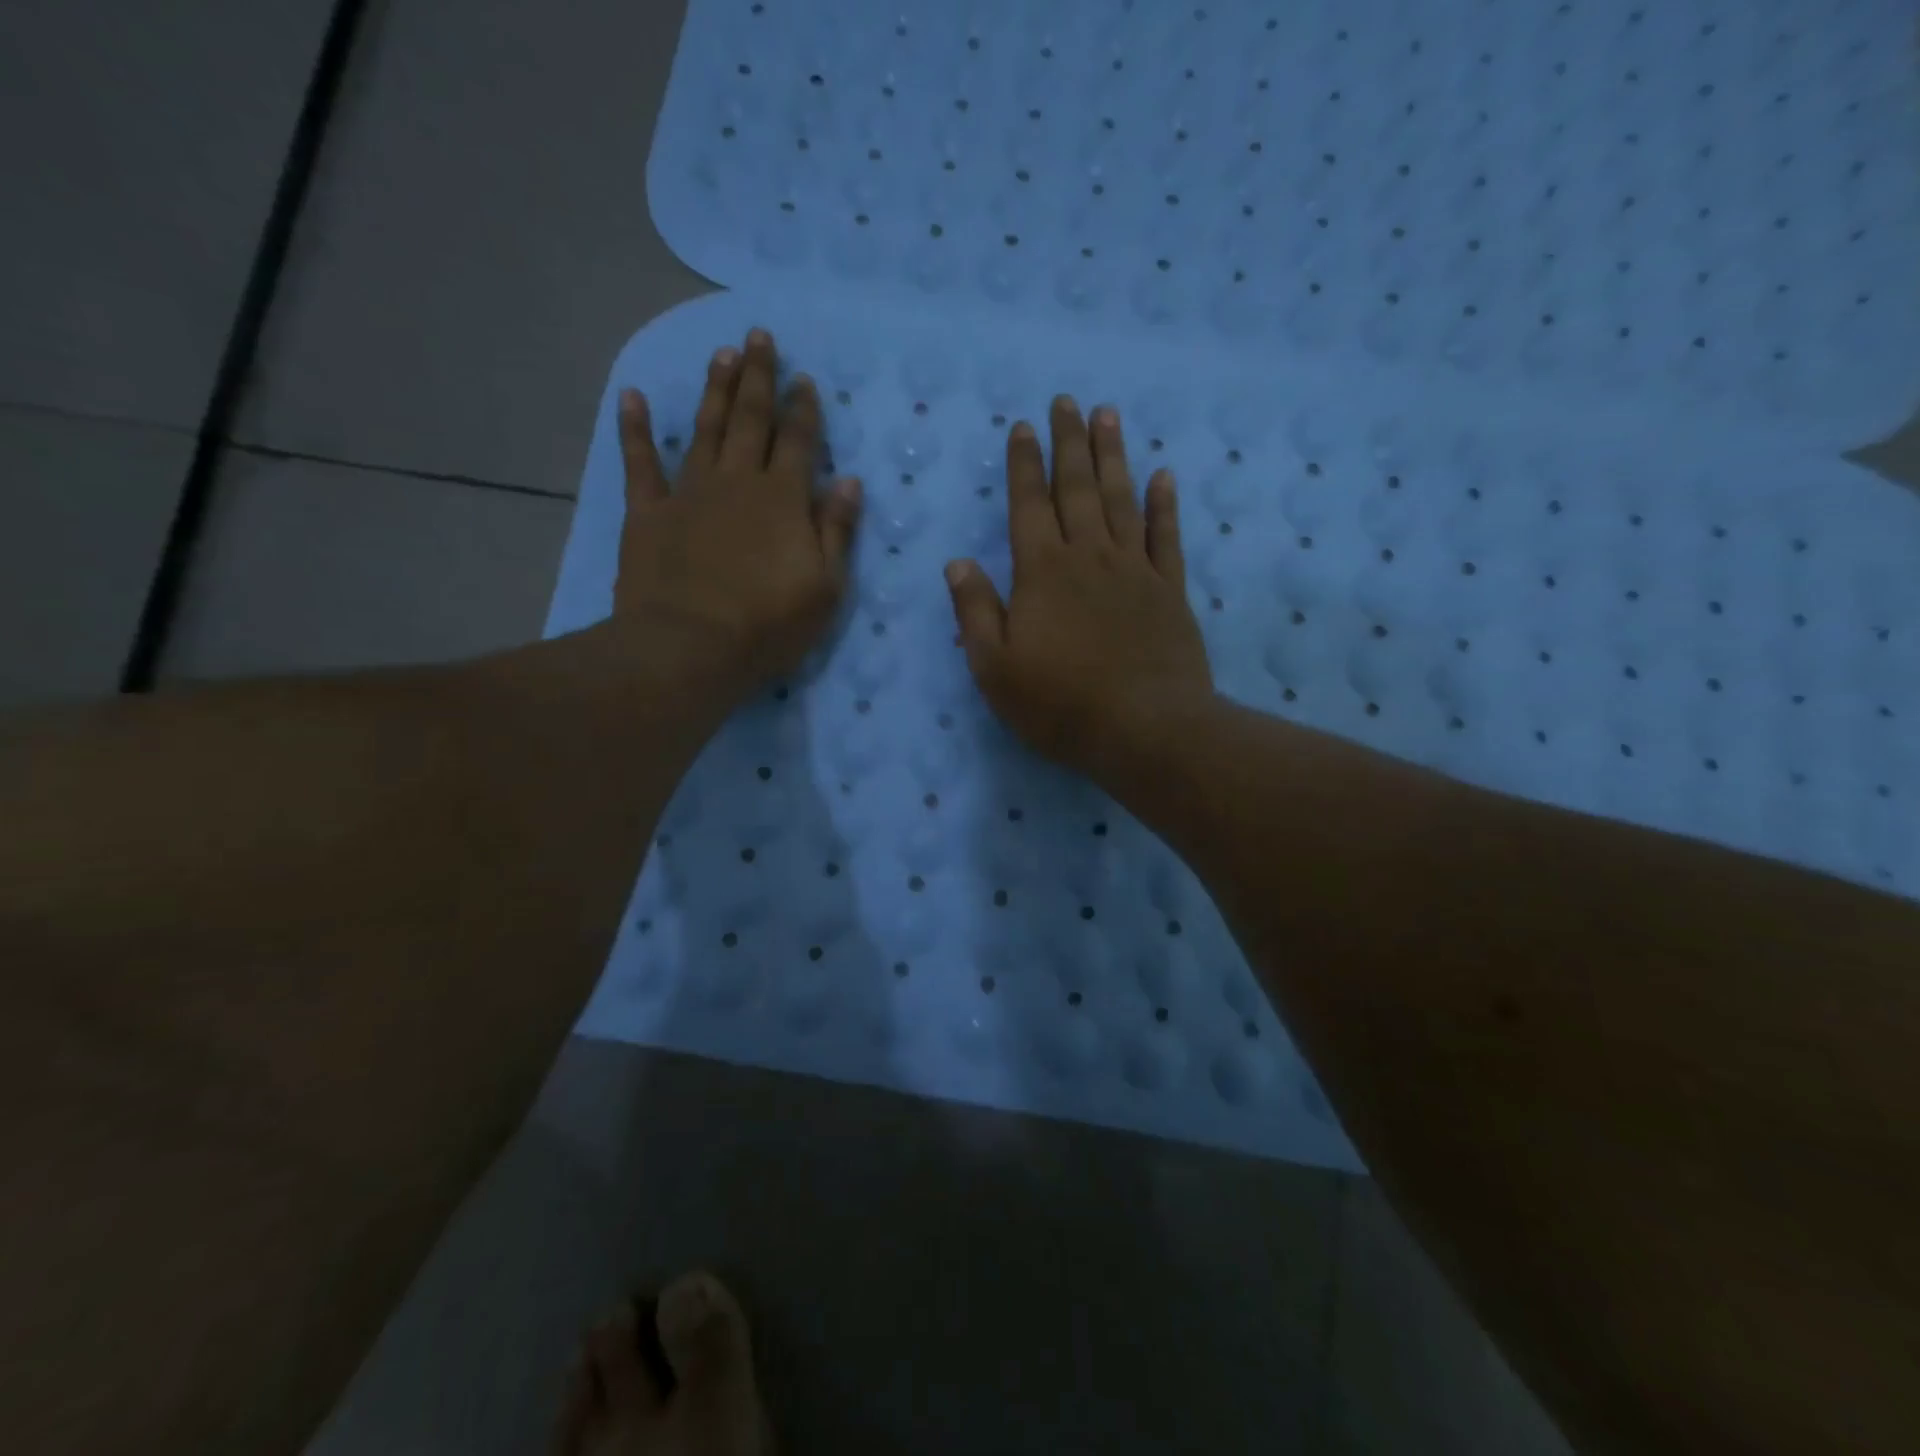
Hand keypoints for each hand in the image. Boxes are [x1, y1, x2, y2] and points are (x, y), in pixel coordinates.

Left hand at [612, 329, 860, 699]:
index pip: (798, 442)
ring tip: (721, 354)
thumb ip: (836, 531)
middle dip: (758, 377)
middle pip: (750, 420)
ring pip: (704, 429)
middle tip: (759, 337)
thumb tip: (848, 481)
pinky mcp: (648, 513)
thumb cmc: (769, 624)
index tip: (805, 379)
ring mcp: (689, 493)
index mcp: (783, 499)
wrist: (690, 646)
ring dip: (714, 390)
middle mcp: (737, 482)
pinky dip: (635, 429)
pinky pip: (639, 463)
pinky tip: (632, 396)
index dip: (804, 409)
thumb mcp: (825, 587)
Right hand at [945, 397, 1213, 785]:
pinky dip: (1164, 504)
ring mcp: (1134, 571)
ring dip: (1112, 456)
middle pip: (1076, 489)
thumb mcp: (996, 669)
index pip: (1028, 506)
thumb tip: (958, 563)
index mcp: (1041, 573)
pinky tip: (1162, 476)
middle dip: (1069, 443)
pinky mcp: (1169, 591)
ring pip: (1121, 500)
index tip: (1023, 427)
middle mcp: (1088, 558)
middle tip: (1068, 402)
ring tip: (1108, 416)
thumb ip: (976, 612)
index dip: (1024, 465)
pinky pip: (1166, 537)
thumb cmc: (1060, 704)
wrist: (1145, 729)